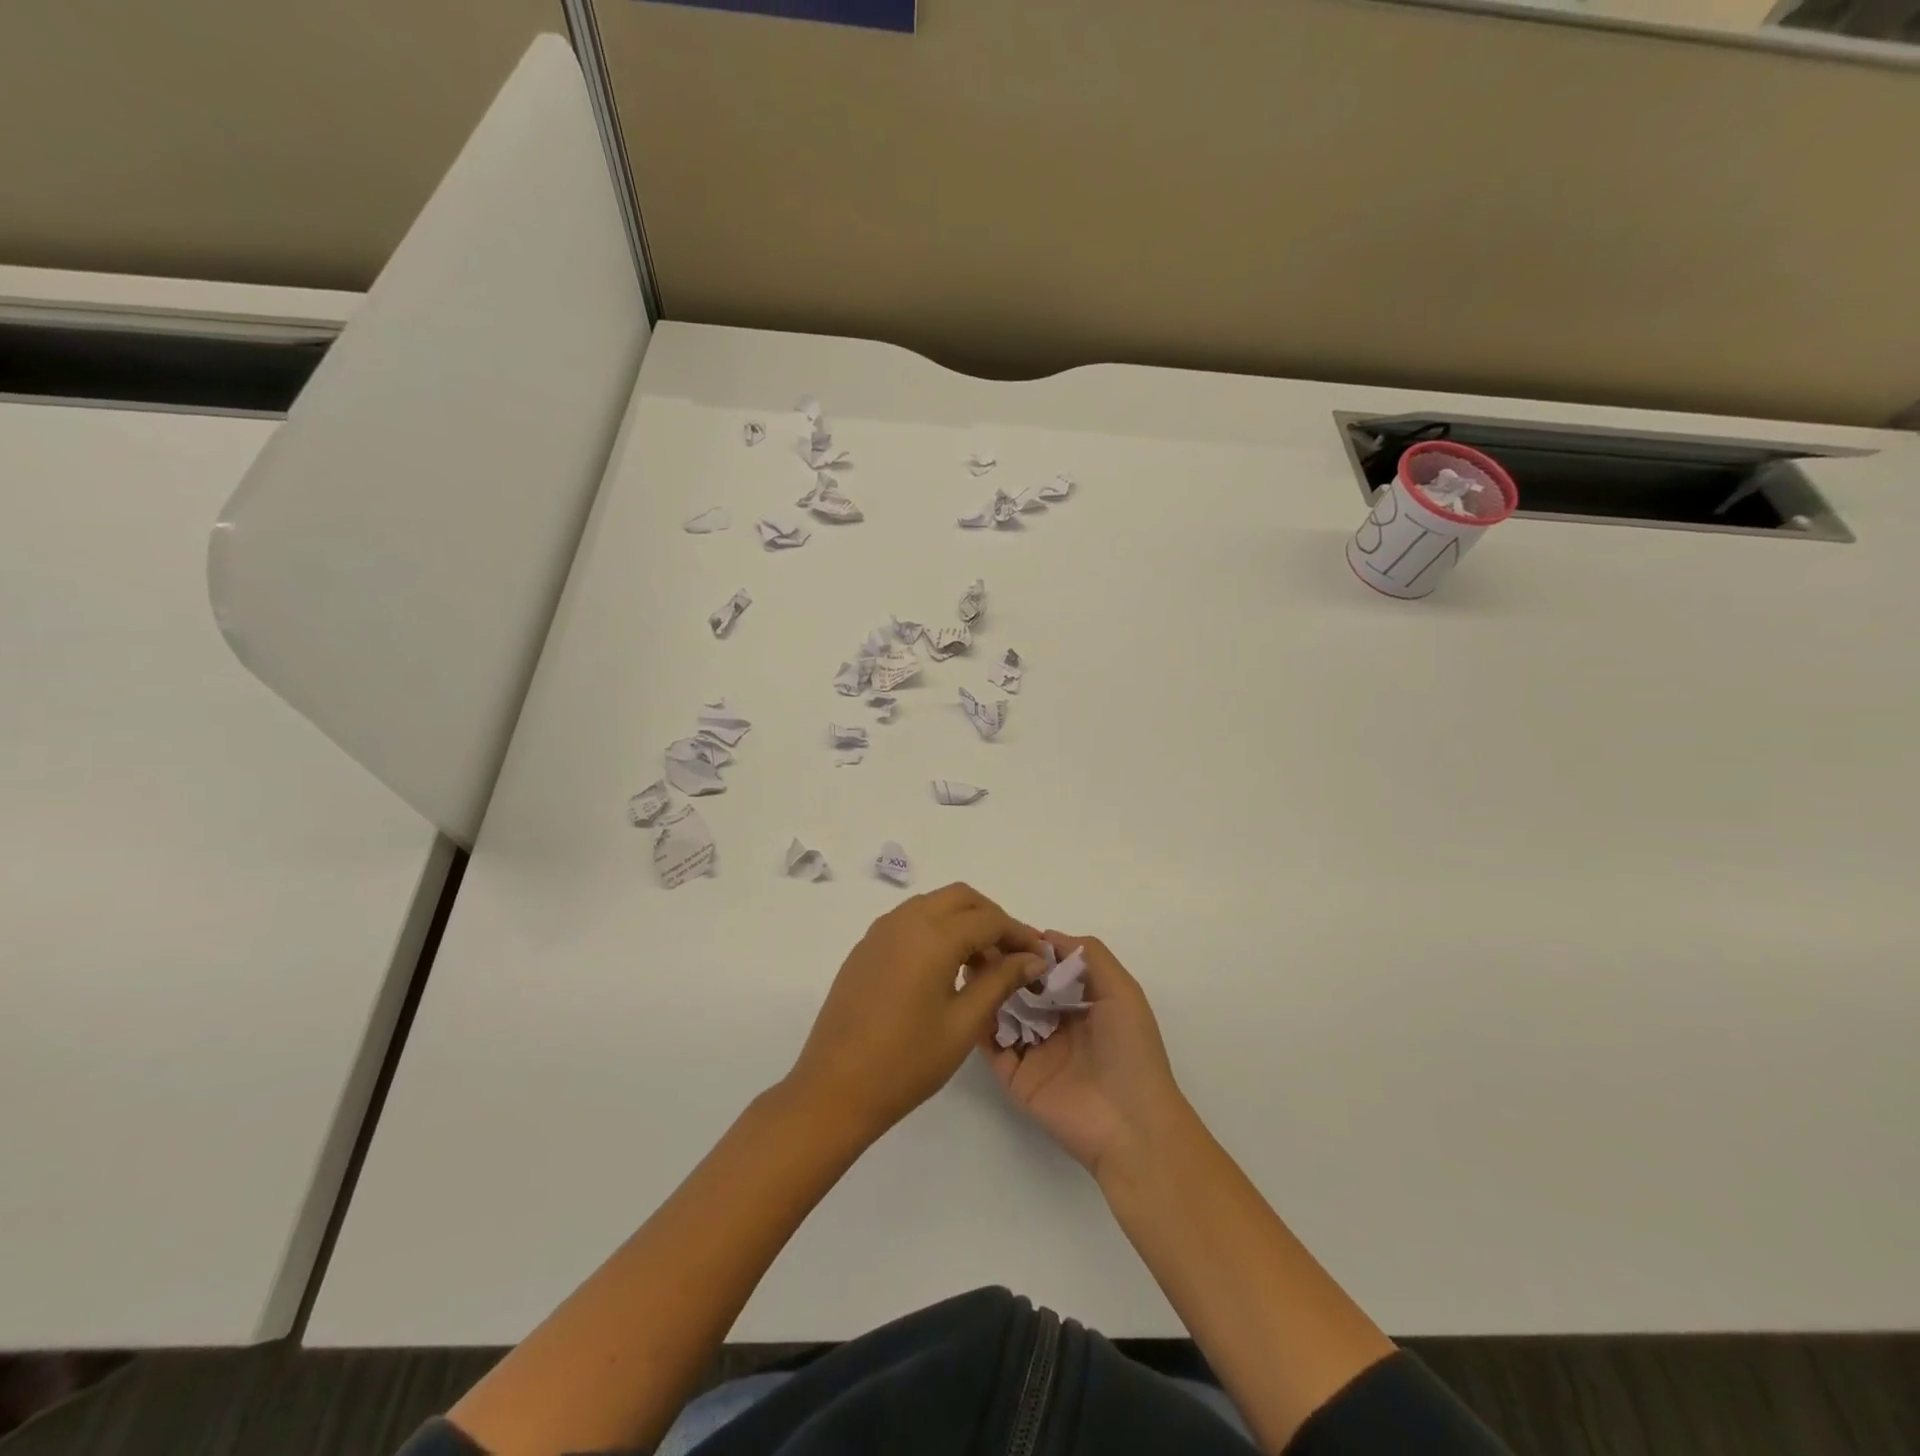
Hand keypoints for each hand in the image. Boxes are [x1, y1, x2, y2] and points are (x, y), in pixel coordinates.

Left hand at [784, 884, 1044, 1144]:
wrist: (834, 1089)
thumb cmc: (907, 1061)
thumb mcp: (964, 1023)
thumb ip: (1000, 981)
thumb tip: (1032, 958)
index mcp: (933, 935)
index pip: (989, 919)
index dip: (1019, 934)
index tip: (1039, 957)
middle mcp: (905, 920)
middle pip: (961, 898)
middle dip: (991, 918)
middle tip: (1011, 954)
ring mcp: (880, 931)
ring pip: (933, 905)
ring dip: (962, 922)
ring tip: (980, 966)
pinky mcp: (865, 948)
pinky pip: (909, 921)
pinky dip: (935, 930)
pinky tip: (943, 970)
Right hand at [982, 933, 1185, 1173]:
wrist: (1130, 1124)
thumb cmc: (1131, 1051)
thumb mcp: (1122, 992)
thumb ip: (1089, 956)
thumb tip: (1046, 935)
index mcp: (1082, 1005)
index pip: (1048, 969)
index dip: (1029, 949)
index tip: (1004, 930)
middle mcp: (1056, 1025)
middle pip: (1022, 989)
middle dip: (1004, 966)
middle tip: (979, 946)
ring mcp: (1034, 1052)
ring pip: (1003, 1014)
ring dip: (989, 990)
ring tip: (969, 966)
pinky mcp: (1016, 1078)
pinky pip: (992, 1047)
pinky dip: (980, 1024)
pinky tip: (970, 999)